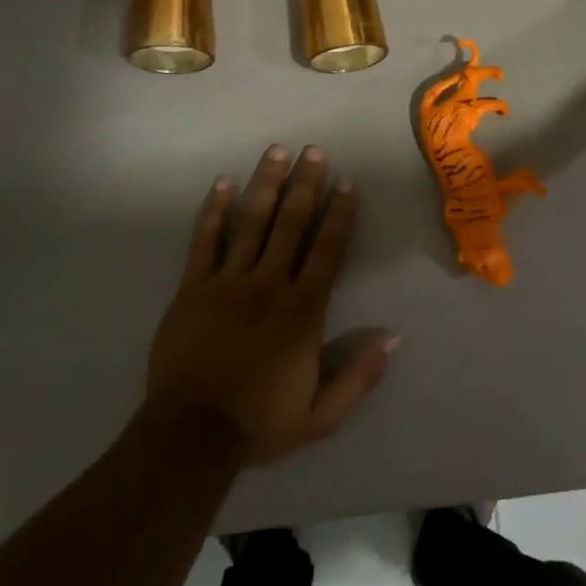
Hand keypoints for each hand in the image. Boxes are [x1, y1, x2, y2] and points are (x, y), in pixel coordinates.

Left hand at [145, 145, 397, 465]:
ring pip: (251, 222)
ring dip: (266, 184)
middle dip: (305, 184)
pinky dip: (214, 211)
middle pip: (291, 224)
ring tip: (277, 152)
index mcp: (303, 311)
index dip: (339, 214)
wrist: (192, 435)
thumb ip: (359, 375)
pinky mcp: (193, 288)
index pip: (327, 250)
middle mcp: (269, 285)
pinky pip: (204, 242)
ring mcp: (227, 282)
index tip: (346, 181)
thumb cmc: (260, 423)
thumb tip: (393, 336)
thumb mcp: (322, 416)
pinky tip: (223, 184)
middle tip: (313, 150)